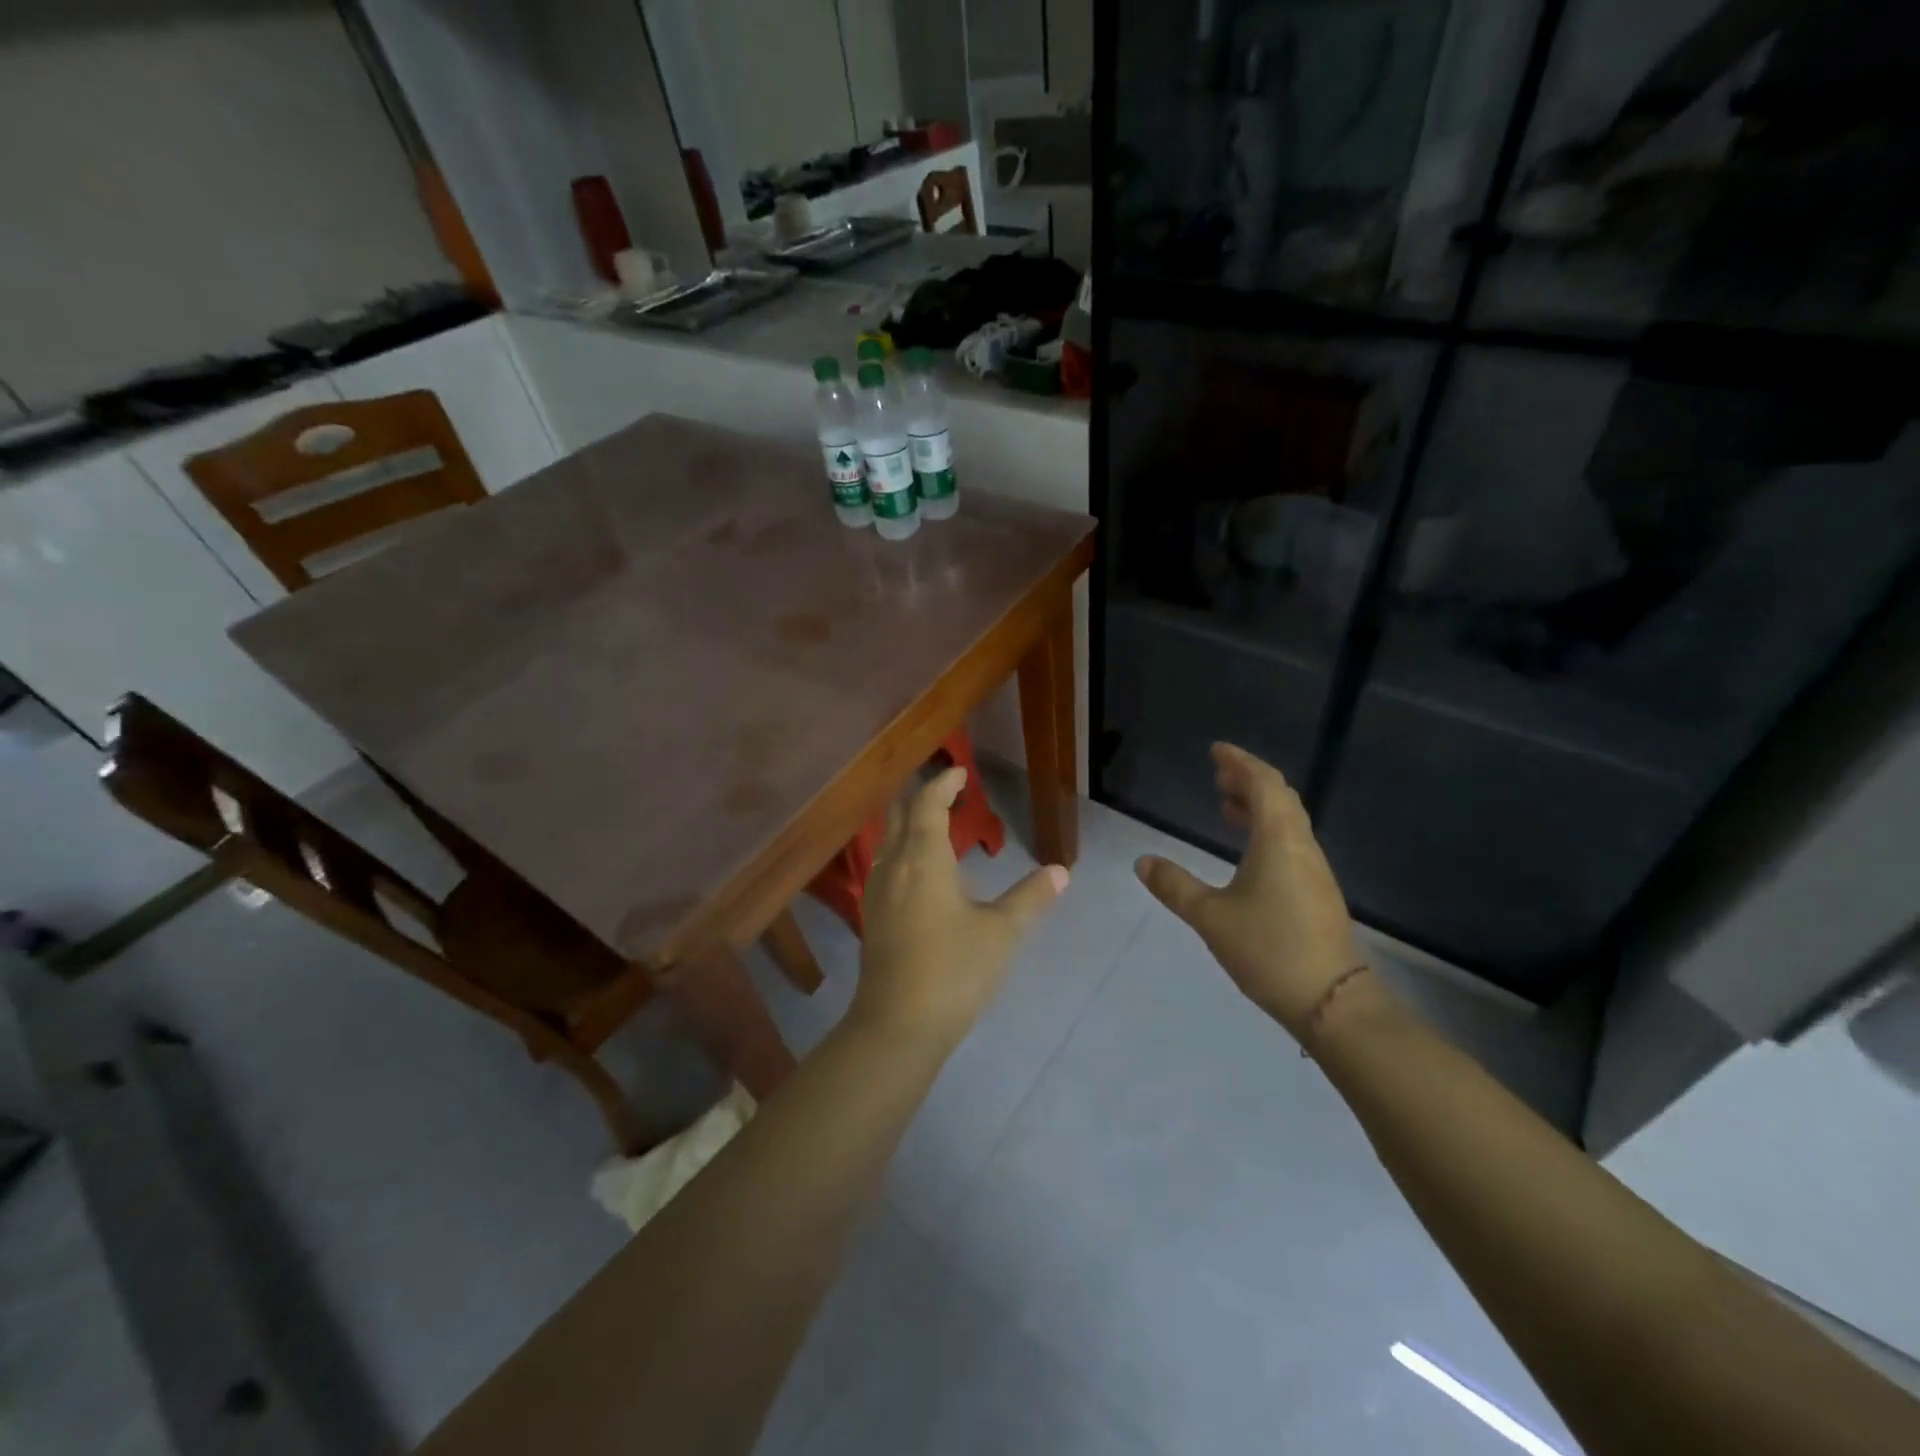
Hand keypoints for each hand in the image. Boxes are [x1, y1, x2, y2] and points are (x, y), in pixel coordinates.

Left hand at [852, 766, 1067, 1049]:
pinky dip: (904, 850)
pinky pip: (886, 865)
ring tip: (938, 826)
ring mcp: (878, 893)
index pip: (928, 804)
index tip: (961, 772)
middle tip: (948, 792)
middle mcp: (894, 866)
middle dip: (922, 798)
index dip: (943, 784)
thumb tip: (1060, 871)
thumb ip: (1030, 898)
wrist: (897, 1026)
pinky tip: (921, 872)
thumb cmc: (953, 970)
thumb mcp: (1001, 932)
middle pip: (900, 815)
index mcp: (923, 859)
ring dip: (910, 824)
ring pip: (888, 841)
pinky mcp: (874, 918)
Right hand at [1135, 744, 1364, 1039]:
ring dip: (1258, 805)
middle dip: (1248, 780)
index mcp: (1278, 840)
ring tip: (1226, 807)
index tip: (1217, 750)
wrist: (1331, 1000)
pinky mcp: (1317, 891)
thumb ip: (1174, 886)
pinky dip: (1266, 829)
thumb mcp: (1210, 916)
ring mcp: (1313, 869)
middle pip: (1279, 797)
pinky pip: (1290, 841)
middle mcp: (1301, 845)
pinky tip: (1247, 850)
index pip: (1263, 784)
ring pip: (1287, 820)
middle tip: (1218, 775)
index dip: (1240, 762)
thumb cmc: (1268, 949)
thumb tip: (1143, 861)